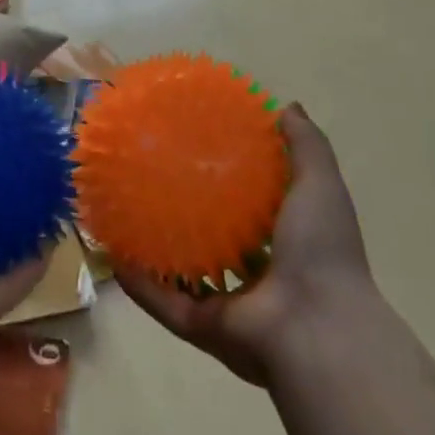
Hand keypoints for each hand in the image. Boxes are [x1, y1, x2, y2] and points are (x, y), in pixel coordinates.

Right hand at [116, 103, 375, 387]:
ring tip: (124, 217)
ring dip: (156, 251)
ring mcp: (229, 304)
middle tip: (154, 181)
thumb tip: (286, 106)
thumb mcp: (319, 184)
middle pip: (215, 242)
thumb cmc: (320, 249)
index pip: (255, 210)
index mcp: (286, 243)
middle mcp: (258, 275)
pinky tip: (115, 256)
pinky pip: (163, 303)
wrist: (316, 328)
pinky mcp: (202, 326)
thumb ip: (305, 146)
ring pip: (184, 274)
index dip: (231, 183)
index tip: (203, 152)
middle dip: (189, 216)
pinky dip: (140, 284)